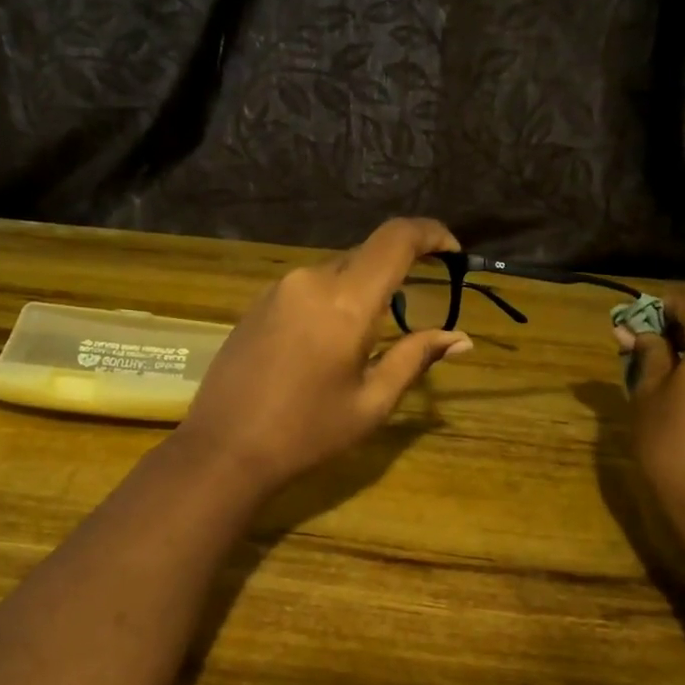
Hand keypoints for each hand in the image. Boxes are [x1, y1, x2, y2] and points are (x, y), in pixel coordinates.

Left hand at [175, 219, 473, 490]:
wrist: (224, 450)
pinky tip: (327, 343)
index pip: (396, 240)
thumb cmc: (306, 433)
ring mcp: (278, 289)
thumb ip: (415, 358)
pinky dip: (332, 300)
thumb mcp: (371, 402)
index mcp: (345, 301)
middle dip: (398, 271)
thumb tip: (460, 338)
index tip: (453, 253)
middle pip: (366, 254)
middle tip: (416, 307)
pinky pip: (308, 288)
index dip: (431, 234)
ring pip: (335, 271)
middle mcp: (310, 280)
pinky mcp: (257, 304)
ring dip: (361, 289)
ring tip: (368, 337)